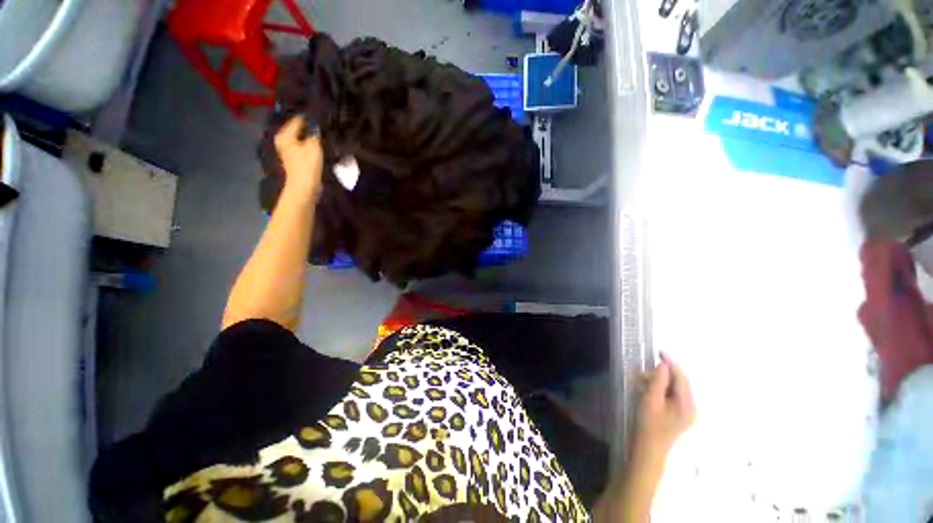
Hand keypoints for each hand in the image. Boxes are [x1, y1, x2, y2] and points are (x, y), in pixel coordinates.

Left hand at [274, 116, 323, 197]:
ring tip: (324, 136)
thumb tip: (316, 126)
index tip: (322, 116)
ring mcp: (289, 152)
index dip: (310, 118)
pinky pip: (305, 149)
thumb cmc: (307, 165)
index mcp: (284, 135)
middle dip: (310, 129)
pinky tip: (321, 147)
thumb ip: (315, 133)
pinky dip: (312, 147)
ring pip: (302, 140)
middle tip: (324, 126)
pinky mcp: (296, 160)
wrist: (304, 187)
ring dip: (312, 139)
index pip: (298, 120)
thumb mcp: (313, 146)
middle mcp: (284, 141)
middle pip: (299, 130)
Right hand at [635, 352, 695, 457]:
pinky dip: (659, 389)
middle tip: (640, 373)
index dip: (671, 364)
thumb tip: (663, 365)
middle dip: (660, 374)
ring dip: (658, 381)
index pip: (682, 378)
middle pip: (678, 382)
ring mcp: (685, 412)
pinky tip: (646, 389)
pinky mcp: (678, 414)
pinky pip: (671, 395)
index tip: (658, 352)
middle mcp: (691, 407)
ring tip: (640, 380)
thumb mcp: (651, 401)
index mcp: (687, 405)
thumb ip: (658, 381)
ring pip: (673, 388)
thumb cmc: (649, 425)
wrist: (649, 449)